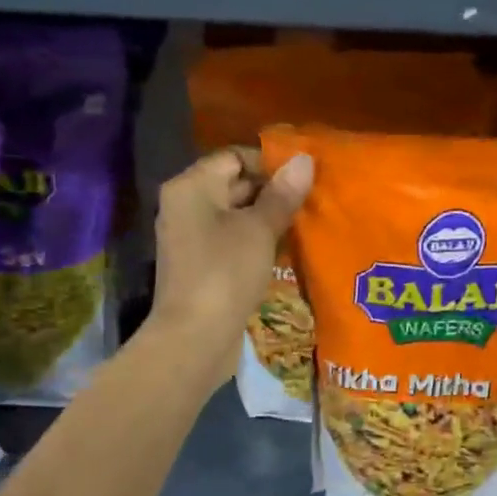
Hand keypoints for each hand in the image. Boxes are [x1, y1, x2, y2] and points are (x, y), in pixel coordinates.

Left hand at [147, 146, 313, 387]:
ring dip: (267, 220)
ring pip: (235, 216)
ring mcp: (190, 238)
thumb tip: (304, 160)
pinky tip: (284, 252)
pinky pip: (230, 242)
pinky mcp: (200, 266)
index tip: (304, 179)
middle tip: (311, 202)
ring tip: (304, 225)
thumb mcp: (259, 230)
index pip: (234, 157)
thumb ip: (282, 195)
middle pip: (233, 185)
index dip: (270, 163)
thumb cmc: (226, 273)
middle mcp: (185, 206)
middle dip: (272, 192)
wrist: (194, 338)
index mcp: (191, 186)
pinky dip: (255, 243)